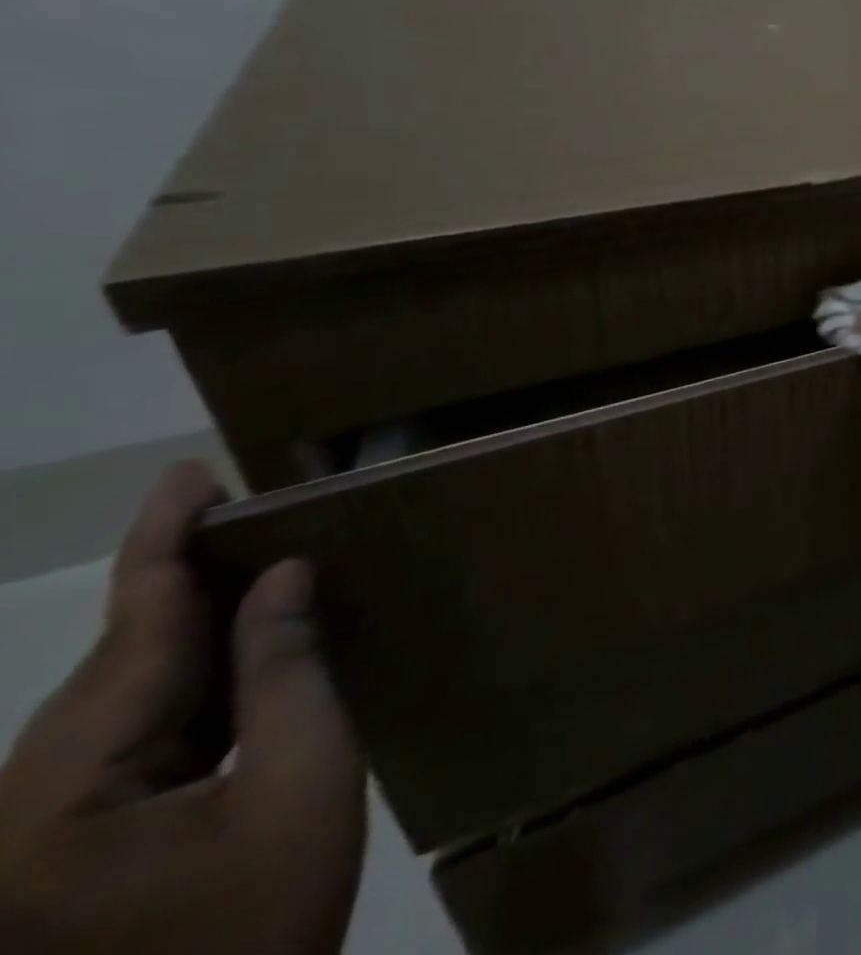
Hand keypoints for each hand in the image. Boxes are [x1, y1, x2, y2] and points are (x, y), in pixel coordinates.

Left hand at [0, 461, 365, 954]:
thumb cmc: (263, 915)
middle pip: (114, 664)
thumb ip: (288, 670)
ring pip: (119, 696)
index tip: (192, 476)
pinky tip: (235, 642)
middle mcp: (17, 812)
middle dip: (180, 580)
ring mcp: (31, 833)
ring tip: (250, 556)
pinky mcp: (62, 844)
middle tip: (245, 507)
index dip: (163, 547)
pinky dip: (186, 677)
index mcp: (55, 803)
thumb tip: (283, 576)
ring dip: (187, 626)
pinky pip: (130, 733)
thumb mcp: (304, 779)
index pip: (127, 638)